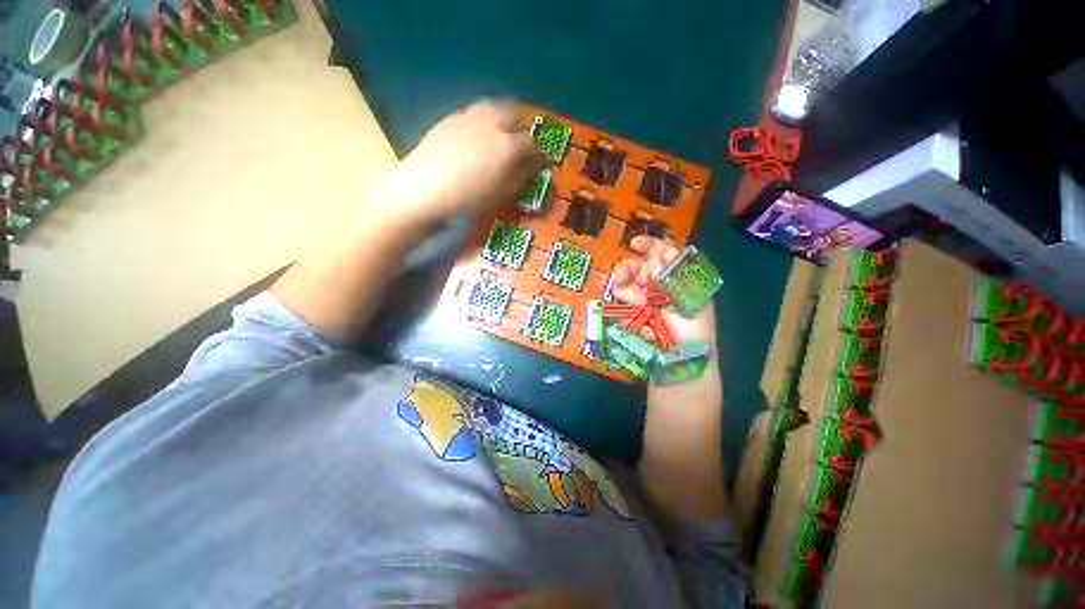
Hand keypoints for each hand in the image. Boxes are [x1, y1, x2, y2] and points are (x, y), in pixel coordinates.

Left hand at [382, 100, 547, 224]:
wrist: (423, 190)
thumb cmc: (467, 199)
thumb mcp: (501, 194)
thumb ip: (521, 177)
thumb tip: (533, 165)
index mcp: (507, 146)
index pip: (531, 144)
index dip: (538, 154)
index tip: (540, 162)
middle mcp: (491, 124)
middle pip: (512, 115)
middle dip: (519, 128)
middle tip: (518, 145)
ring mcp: (468, 117)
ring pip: (492, 107)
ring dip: (501, 119)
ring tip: (498, 135)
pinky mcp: (449, 118)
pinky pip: (472, 112)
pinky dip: (481, 121)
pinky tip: (475, 136)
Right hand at [611, 236, 716, 343]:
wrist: (683, 363)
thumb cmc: (694, 331)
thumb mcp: (693, 299)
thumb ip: (674, 276)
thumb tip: (654, 258)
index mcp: (676, 279)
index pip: (663, 254)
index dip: (649, 246)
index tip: (633, 244)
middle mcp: (658, 287)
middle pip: (637, 268)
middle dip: (627, 271)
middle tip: (619, 279)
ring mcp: (643, 303)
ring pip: (625, 287)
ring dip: (628, 295)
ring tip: (640, 311)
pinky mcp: (632, 317)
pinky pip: (621, 308)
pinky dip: (629, 316)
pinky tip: (643, 328)